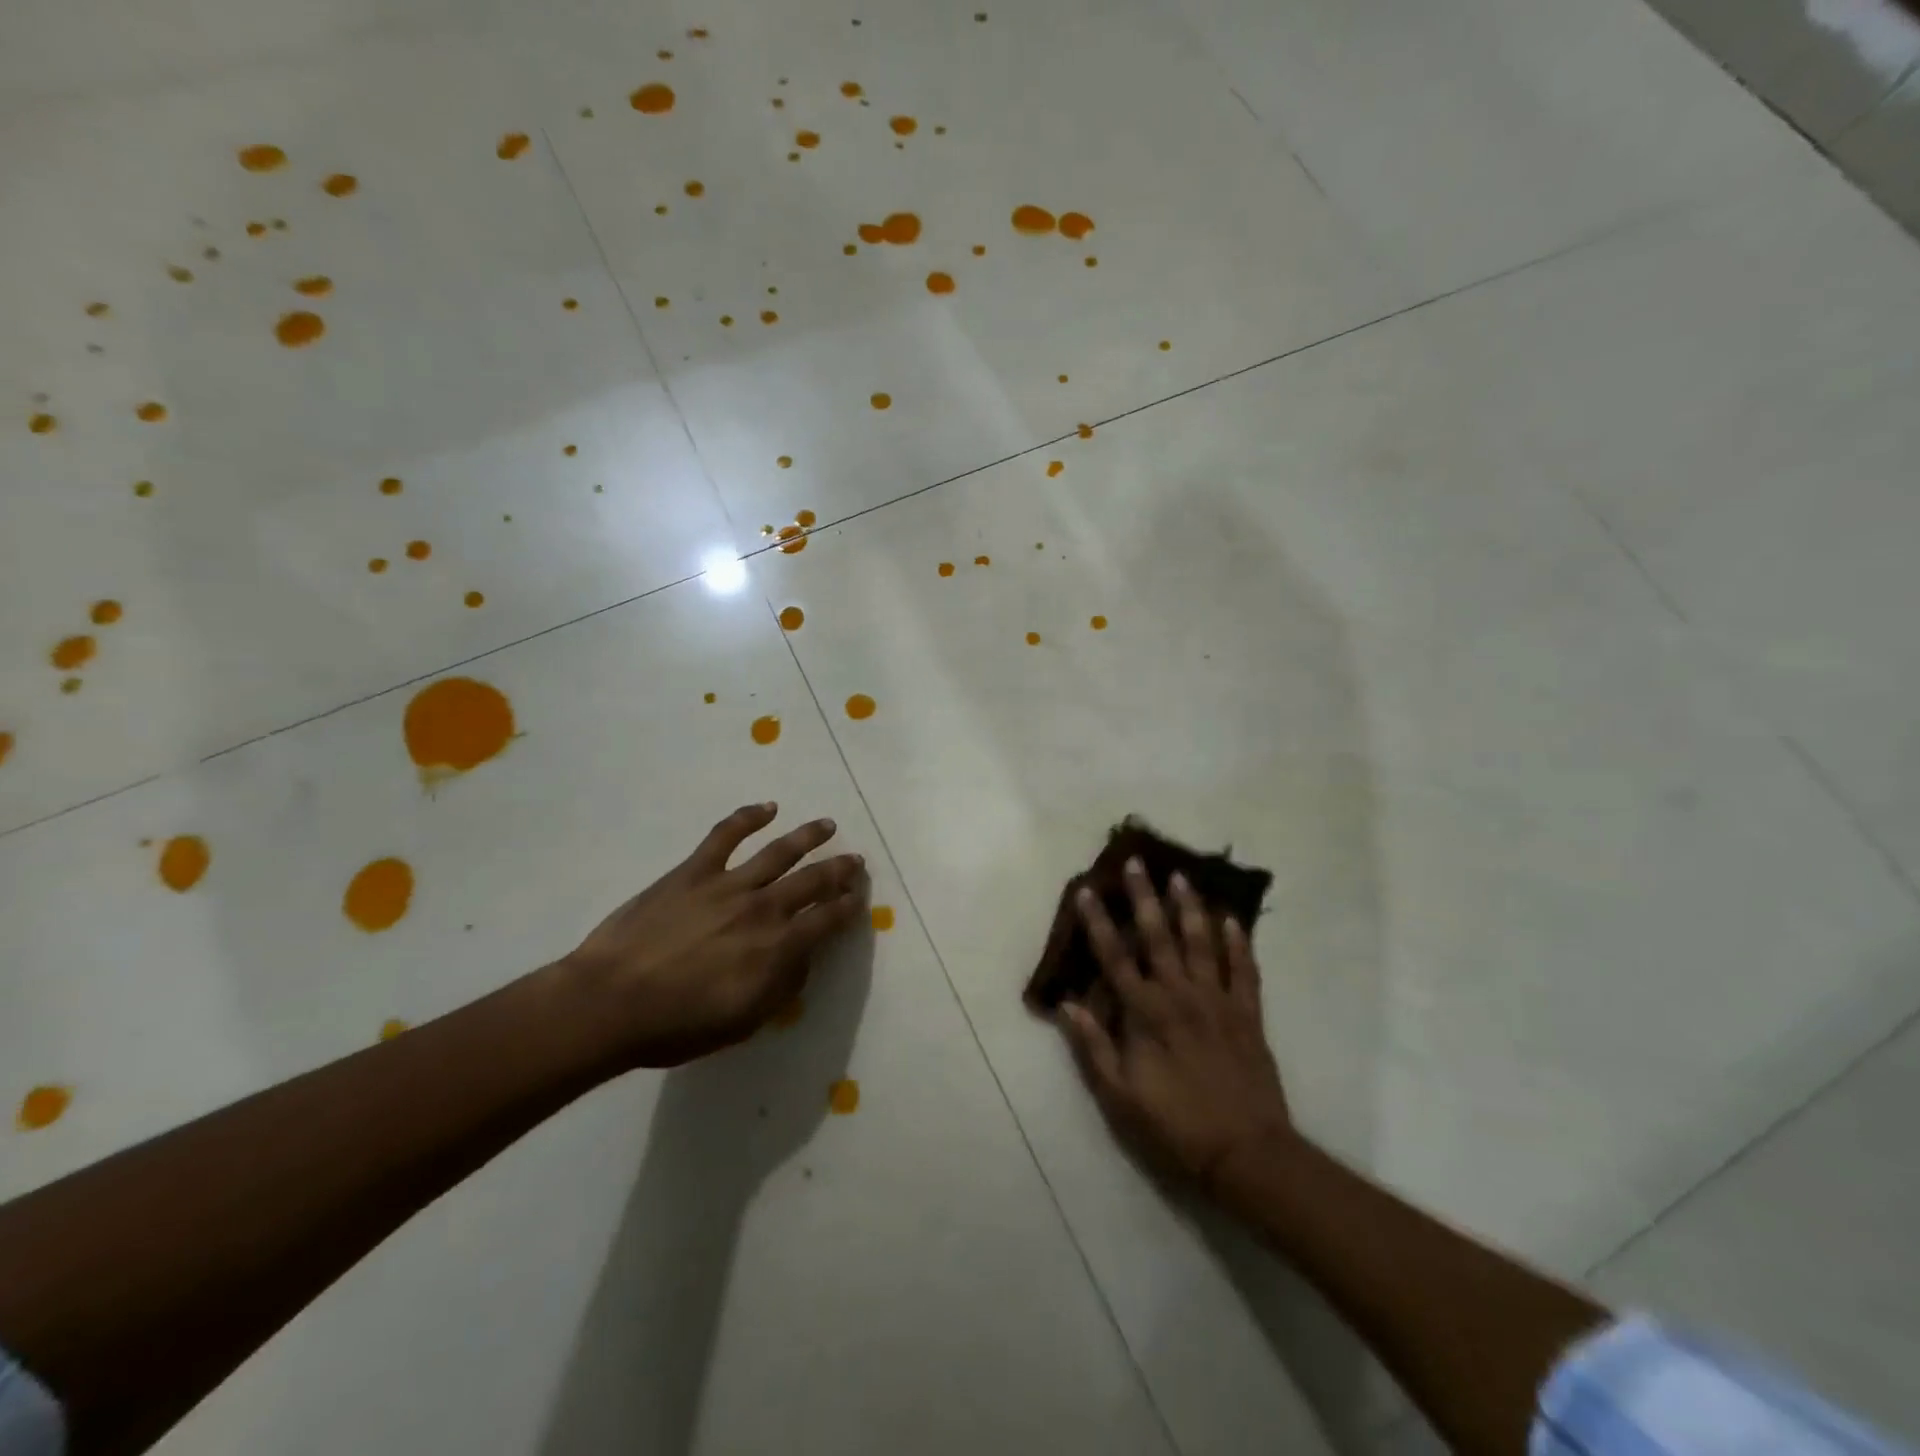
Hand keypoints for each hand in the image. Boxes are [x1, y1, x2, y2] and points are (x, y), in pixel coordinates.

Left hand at [563, 803, 867, 1066]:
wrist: (610, 1002)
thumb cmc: (677, 1025)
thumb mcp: (743, 1022)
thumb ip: (782, 988)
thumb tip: (803, 958)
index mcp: (777, 947)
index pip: (827, 920)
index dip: (847, 907)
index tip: (859, 898)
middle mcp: (762, 908)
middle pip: (812, 881)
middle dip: (838, 870)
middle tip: (855, 860)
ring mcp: (727, 884)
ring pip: (779, 851)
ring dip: (807, 836)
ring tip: (827, 825)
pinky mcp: (693, 871)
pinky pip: (726, 835)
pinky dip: (748, 817)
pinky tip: (767, 808)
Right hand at [1059, 859, 1294, 1191]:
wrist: (1246, 1153)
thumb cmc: (1175, 1126)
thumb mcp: (1120, 1096)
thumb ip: (1093, 1046)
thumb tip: (1066, 1004)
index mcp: (1146, 1013)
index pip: (1115, 958)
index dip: (1098, 923)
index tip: (1088, 891)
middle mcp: (1180, 995)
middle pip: (1158, 937)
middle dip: (1145, 897)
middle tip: (1137, 862)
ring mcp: (1218, 1001)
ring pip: (1202, 943)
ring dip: (1190, 908)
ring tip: (1181, 877)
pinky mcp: (1249, 1014)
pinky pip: (1244, 970)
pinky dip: (1239, 943)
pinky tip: (1232, 920)